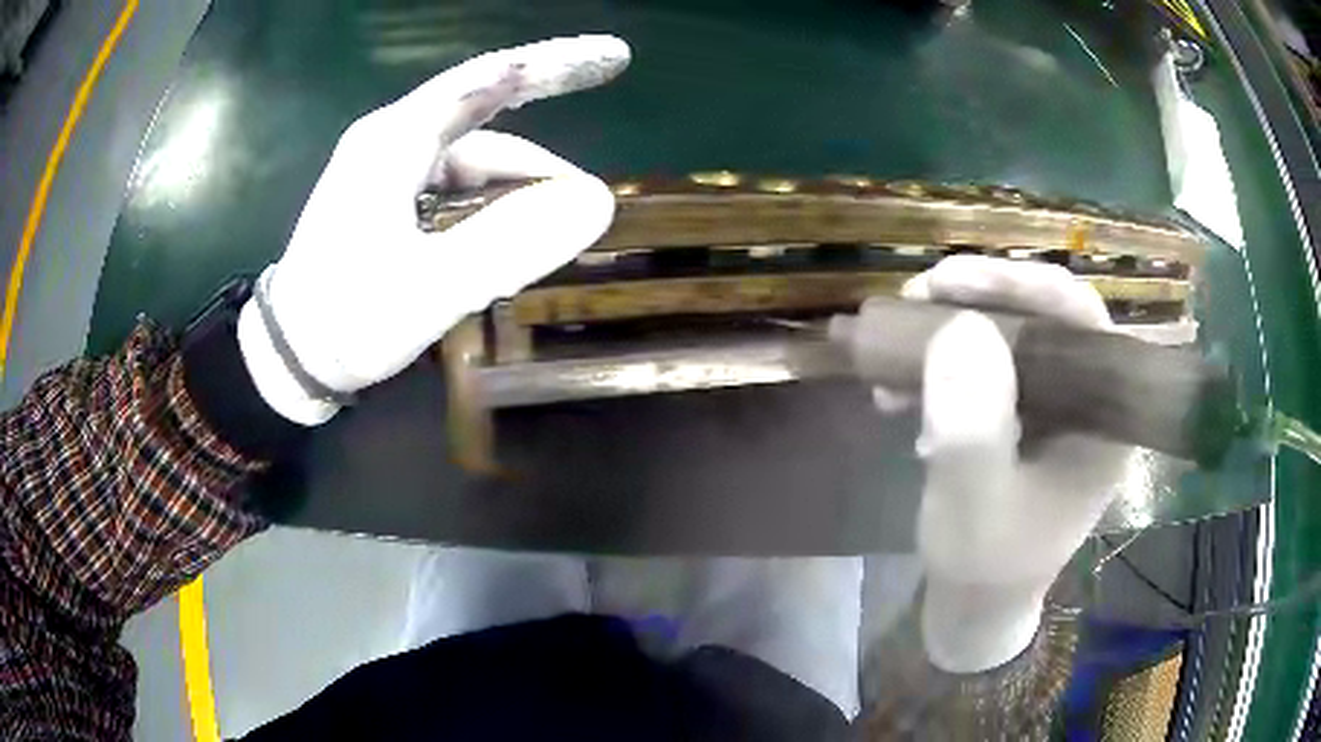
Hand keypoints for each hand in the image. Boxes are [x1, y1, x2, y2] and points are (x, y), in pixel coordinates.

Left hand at [237, 36, 630, 424]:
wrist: (290, 359)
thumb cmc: (349, 321)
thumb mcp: (432, 288)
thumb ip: (512, 243)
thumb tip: (597, 202)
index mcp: (393, 141)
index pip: (485, 80)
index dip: (552, 63)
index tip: (612, 56)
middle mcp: (389, 139)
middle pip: (481, 105)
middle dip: (544, 100)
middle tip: (606, 91)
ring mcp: (384, 166)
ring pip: (470, 151)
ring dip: (519, 175)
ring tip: (561, 213)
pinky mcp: (384, 195)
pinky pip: (453, 177)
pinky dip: (491, 193)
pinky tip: (513, 220)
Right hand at [898, 256, 1131, 672]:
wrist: (975, 606)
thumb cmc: (984, 568)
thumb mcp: (972, 508)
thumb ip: (972, 429)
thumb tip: (958, 328)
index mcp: (1104, 417)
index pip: (1079, 317)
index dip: (1019, 282)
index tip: (948, 282)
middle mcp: (1087, 400)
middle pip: (1042, 315)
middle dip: (975, 300)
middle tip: (914, 300)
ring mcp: (1055, 407)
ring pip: (1009, 335)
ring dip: (949, 332)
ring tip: (891, 351)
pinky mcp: (1024, 416)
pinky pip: (985, 367)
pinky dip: (941, 367)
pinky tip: (899, 393)